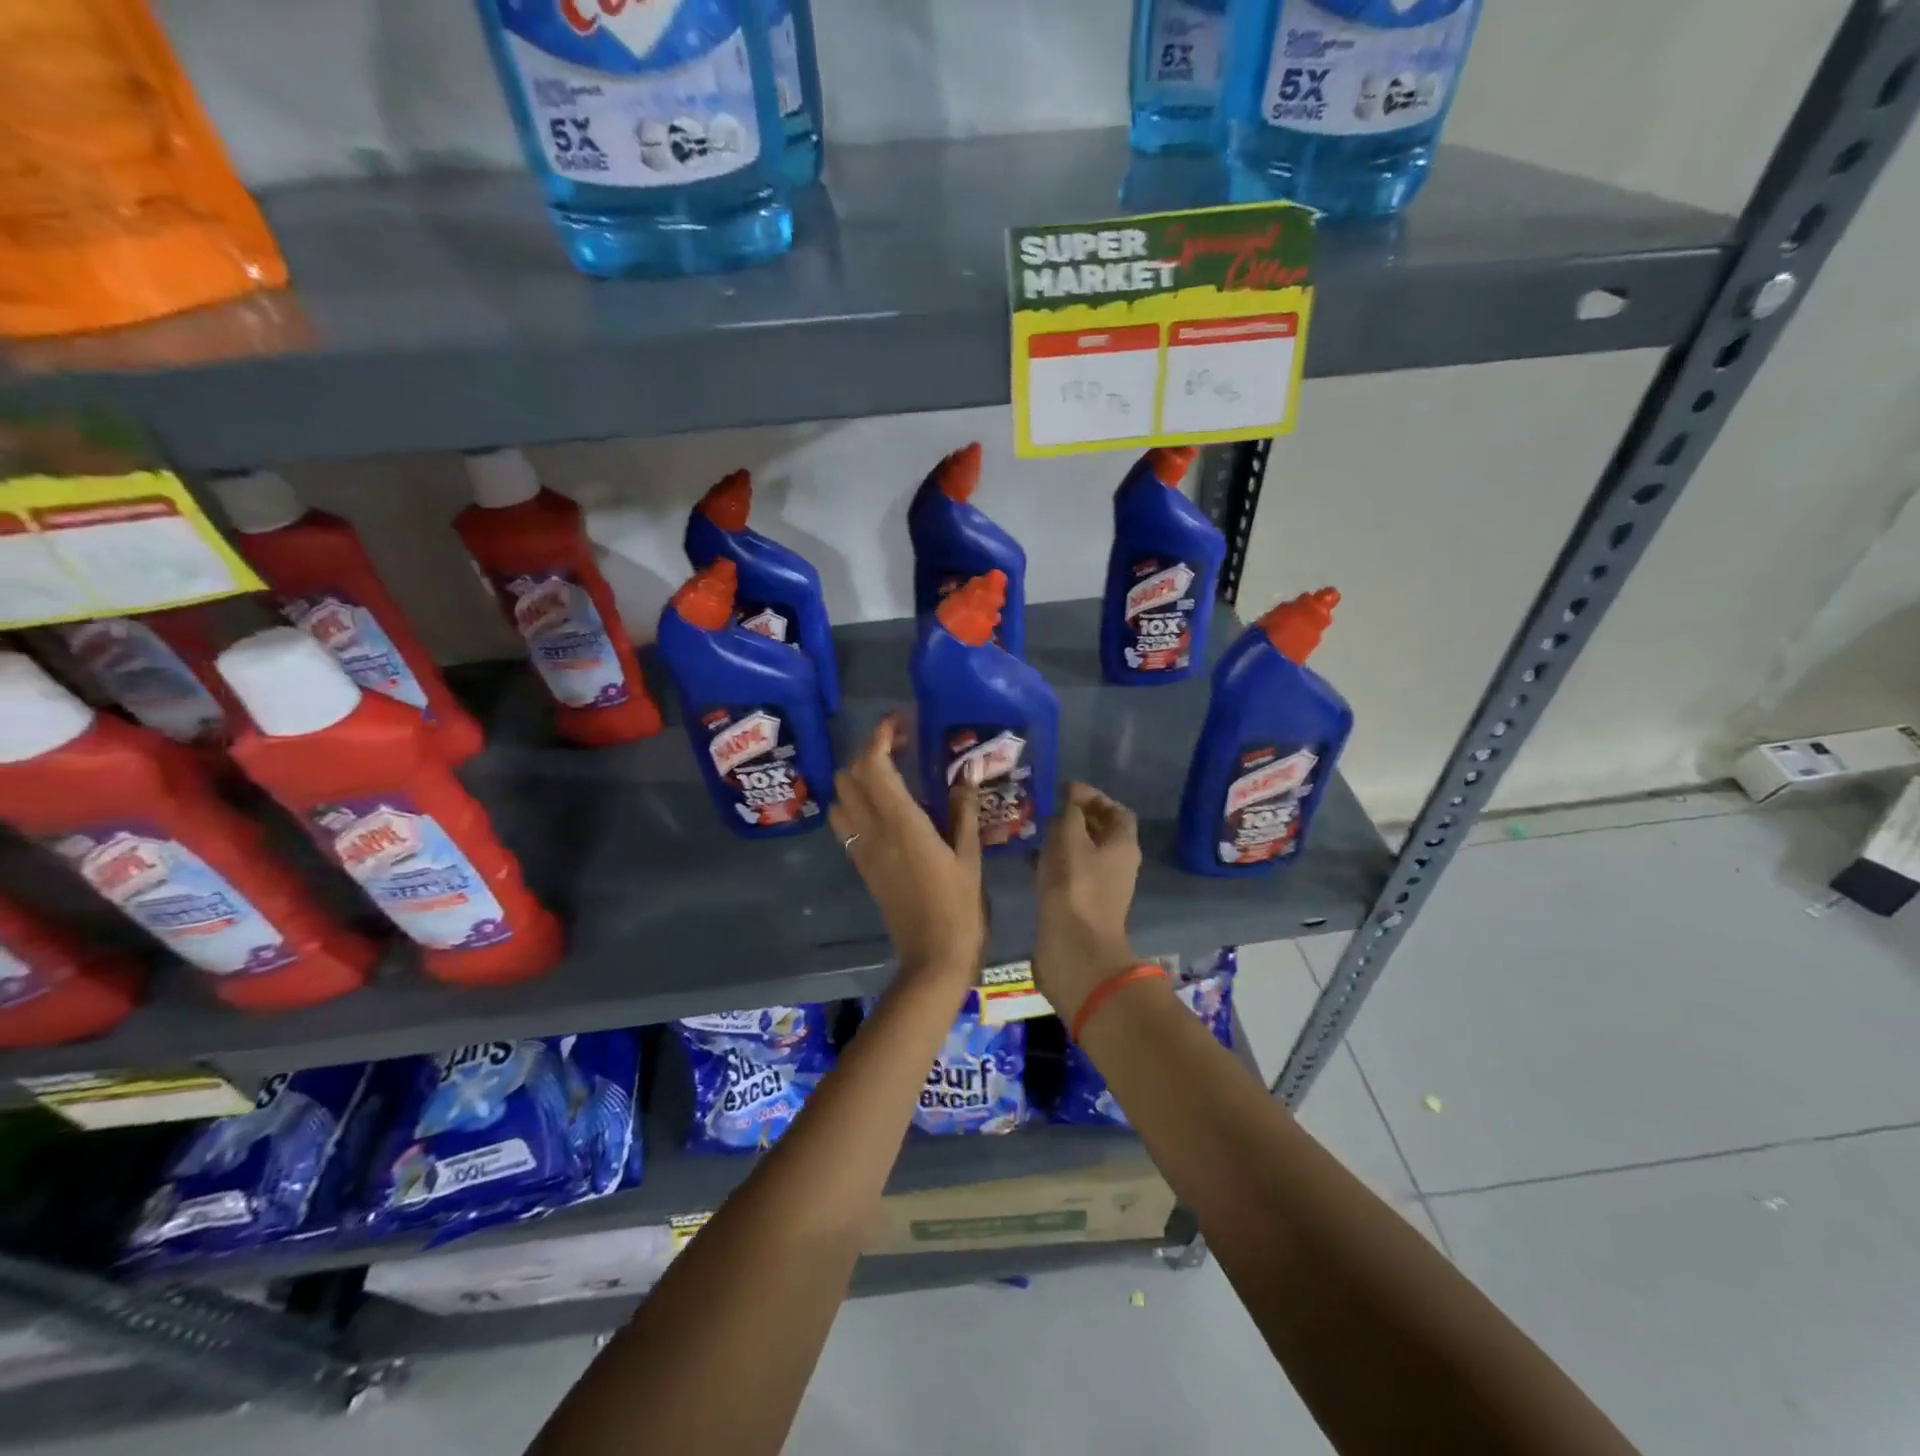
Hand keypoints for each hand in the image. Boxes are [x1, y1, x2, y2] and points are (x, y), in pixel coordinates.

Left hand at [830, 716, 984, 982]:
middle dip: (868, 751)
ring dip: (857, 777)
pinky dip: (856, 801)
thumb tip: (967, 771)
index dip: (880, 736)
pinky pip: (845, 822)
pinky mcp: (861, 864)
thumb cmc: (959, 906)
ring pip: (840, 797)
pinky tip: (886, 806)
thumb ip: (963, 809)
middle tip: (901, 746)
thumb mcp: (969, 854)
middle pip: (849, 775)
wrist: (932, 956)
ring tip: (890, 774)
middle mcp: (872, 830)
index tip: (900, 723)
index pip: (873, 764)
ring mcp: (861, 848)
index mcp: (901, 823)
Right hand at [1034, 783, 1142, 1024]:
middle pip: (1103, 832)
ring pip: (1086, 854)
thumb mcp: (1069, 838)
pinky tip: (1035, 861)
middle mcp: (1119, 864)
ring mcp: (1103, 888)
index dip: (1095, 797)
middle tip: (1047, 810)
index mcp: (1123, 844)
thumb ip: (1070, 812)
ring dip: (1065, 841)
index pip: (1117, 811)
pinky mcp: (1084, 905)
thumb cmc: (1075, 886)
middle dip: (1078, 818)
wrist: (1074, 948)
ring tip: (1037, 832)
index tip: (1066, 792)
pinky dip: (1057, 863)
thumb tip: (1071, 795)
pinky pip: (1073, 874)